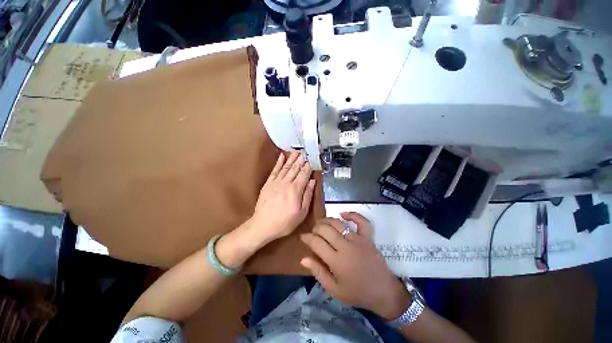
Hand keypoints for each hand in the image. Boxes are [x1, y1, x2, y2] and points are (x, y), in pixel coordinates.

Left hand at [249, 151, 315, 245]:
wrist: (262, 226)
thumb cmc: (285, 222)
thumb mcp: (301, 213)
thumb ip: (307, 195)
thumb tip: (312, 181)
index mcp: (295, 190)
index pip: (304, 174)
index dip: (308, 166)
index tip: (312, 159)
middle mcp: (286, 183)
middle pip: (295, 169)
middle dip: (301, 160)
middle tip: (305, 152)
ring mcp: (275, 182)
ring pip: (285, 167)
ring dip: (291, 158)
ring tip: (296, 151)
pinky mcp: (268, 184)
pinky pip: (274, 171)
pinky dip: (278, 163)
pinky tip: (281, 156)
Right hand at [300, 212, 410, 319]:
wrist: (383, 292)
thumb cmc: (356, 292)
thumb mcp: (334, 289)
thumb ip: (318, 272)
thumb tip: (303, 258)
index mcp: (336, 261)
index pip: (316, 242)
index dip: (307, 237)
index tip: (302, 236)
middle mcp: (346, 246)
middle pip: (325, 230)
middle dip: (315, 228)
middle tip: (312, 232)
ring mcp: (358, 239)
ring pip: (338, 223)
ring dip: (327, 220)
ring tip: (321, 223)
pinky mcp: (367, 237)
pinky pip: (361, 221)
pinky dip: (352, 214)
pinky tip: (342, 214)